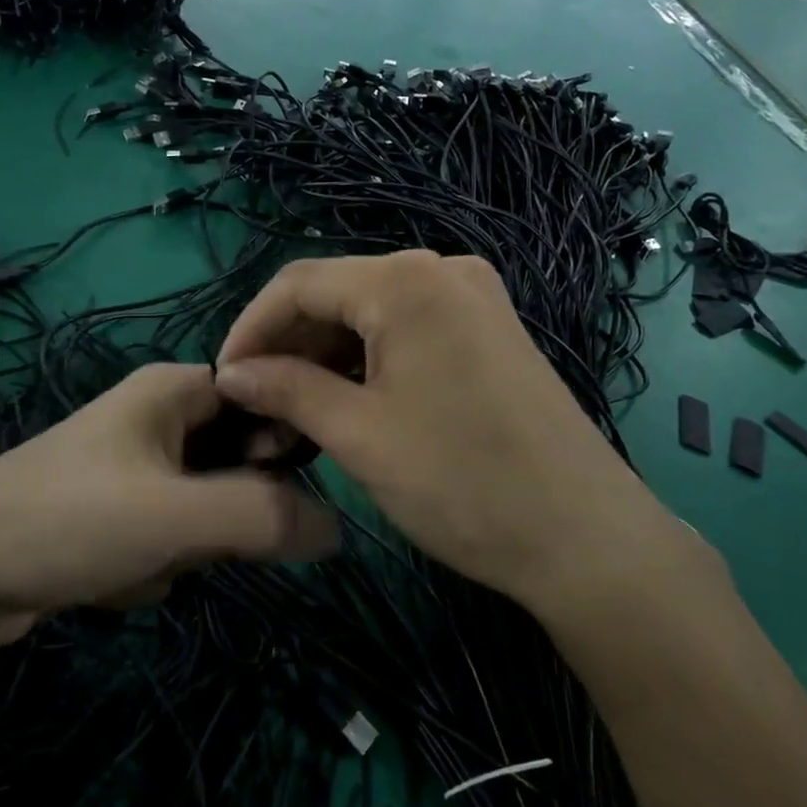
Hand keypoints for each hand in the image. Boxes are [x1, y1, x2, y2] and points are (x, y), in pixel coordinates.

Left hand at [0, 363, 338, 644]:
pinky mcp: (114, 513)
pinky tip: (109, 578)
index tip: (278, 490)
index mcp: (172, 389)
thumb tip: (339, 527)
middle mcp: (155, 416)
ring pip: (205, 506)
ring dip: (185, 546)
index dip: (282, 439)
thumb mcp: (176, 515)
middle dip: (221, 512)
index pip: (263, 394)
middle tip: (193, 537)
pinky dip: (154, 562)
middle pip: (237, 458)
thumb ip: (265, 515)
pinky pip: (168, 535)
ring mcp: (132, 467)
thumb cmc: (68, 522)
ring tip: (136, 560)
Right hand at [213, 252, 695, 616]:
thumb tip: (231, 374)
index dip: (250, 329)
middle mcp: (441, 269)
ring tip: (292, 416)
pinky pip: (407, 329)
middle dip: (288, 348)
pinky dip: (367, 362)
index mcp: (406, 281)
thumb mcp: (359, 435)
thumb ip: (286, 390)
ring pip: (370, 315)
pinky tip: (343, 403)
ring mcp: (472, 297)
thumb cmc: (462, 482)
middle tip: (256, 409)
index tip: (221, 381)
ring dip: (324, 358)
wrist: (585, 537)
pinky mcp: (489, 328)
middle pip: (336, 295)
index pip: (299, 284)